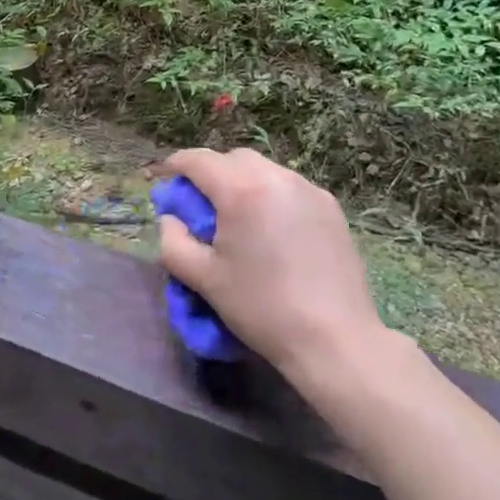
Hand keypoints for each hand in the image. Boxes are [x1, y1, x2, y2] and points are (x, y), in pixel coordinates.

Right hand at [157, 148, 389, 391]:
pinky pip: (290, 187)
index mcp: (241, 190)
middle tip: (201, 203)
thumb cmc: (261, 308)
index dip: (176, 165)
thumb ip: (173, 242)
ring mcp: (308, 190)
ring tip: (238, 217)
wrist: (334, 340)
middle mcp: (276, 178)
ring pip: (264, 169)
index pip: (198, 160)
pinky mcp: (330, 207)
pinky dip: (271, 195)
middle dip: (212, 172)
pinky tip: (272, 229)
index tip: (165, 179)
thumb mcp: (203, 279)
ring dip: (243, 182)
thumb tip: (170, 220)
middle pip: (233, 159)